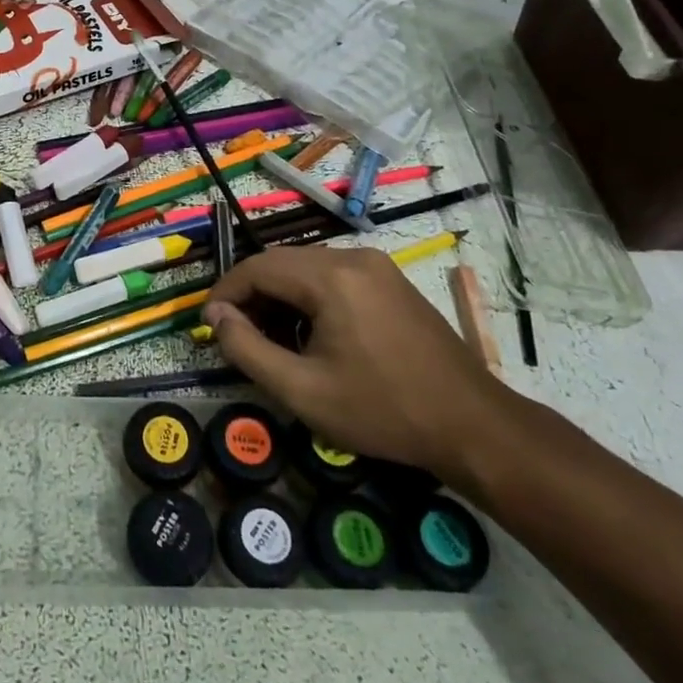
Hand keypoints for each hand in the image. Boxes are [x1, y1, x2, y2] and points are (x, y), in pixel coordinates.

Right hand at [206, 246, 502, 481]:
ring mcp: (376, 266)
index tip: (209, 325)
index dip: (225, 292)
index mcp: (331, 277)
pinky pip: (333, 277)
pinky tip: (309, 334)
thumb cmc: (383, 410)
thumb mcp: (303, 391)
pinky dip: (308, 298)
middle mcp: (352, 257)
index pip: (257, 267)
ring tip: (270, 339)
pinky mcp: (390, 281)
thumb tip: (217, 317)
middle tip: (235, 335)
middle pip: (281, 263)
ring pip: (306, 269)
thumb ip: (247, 349)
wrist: (473, 426)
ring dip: (279, 296)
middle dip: (251, 295)